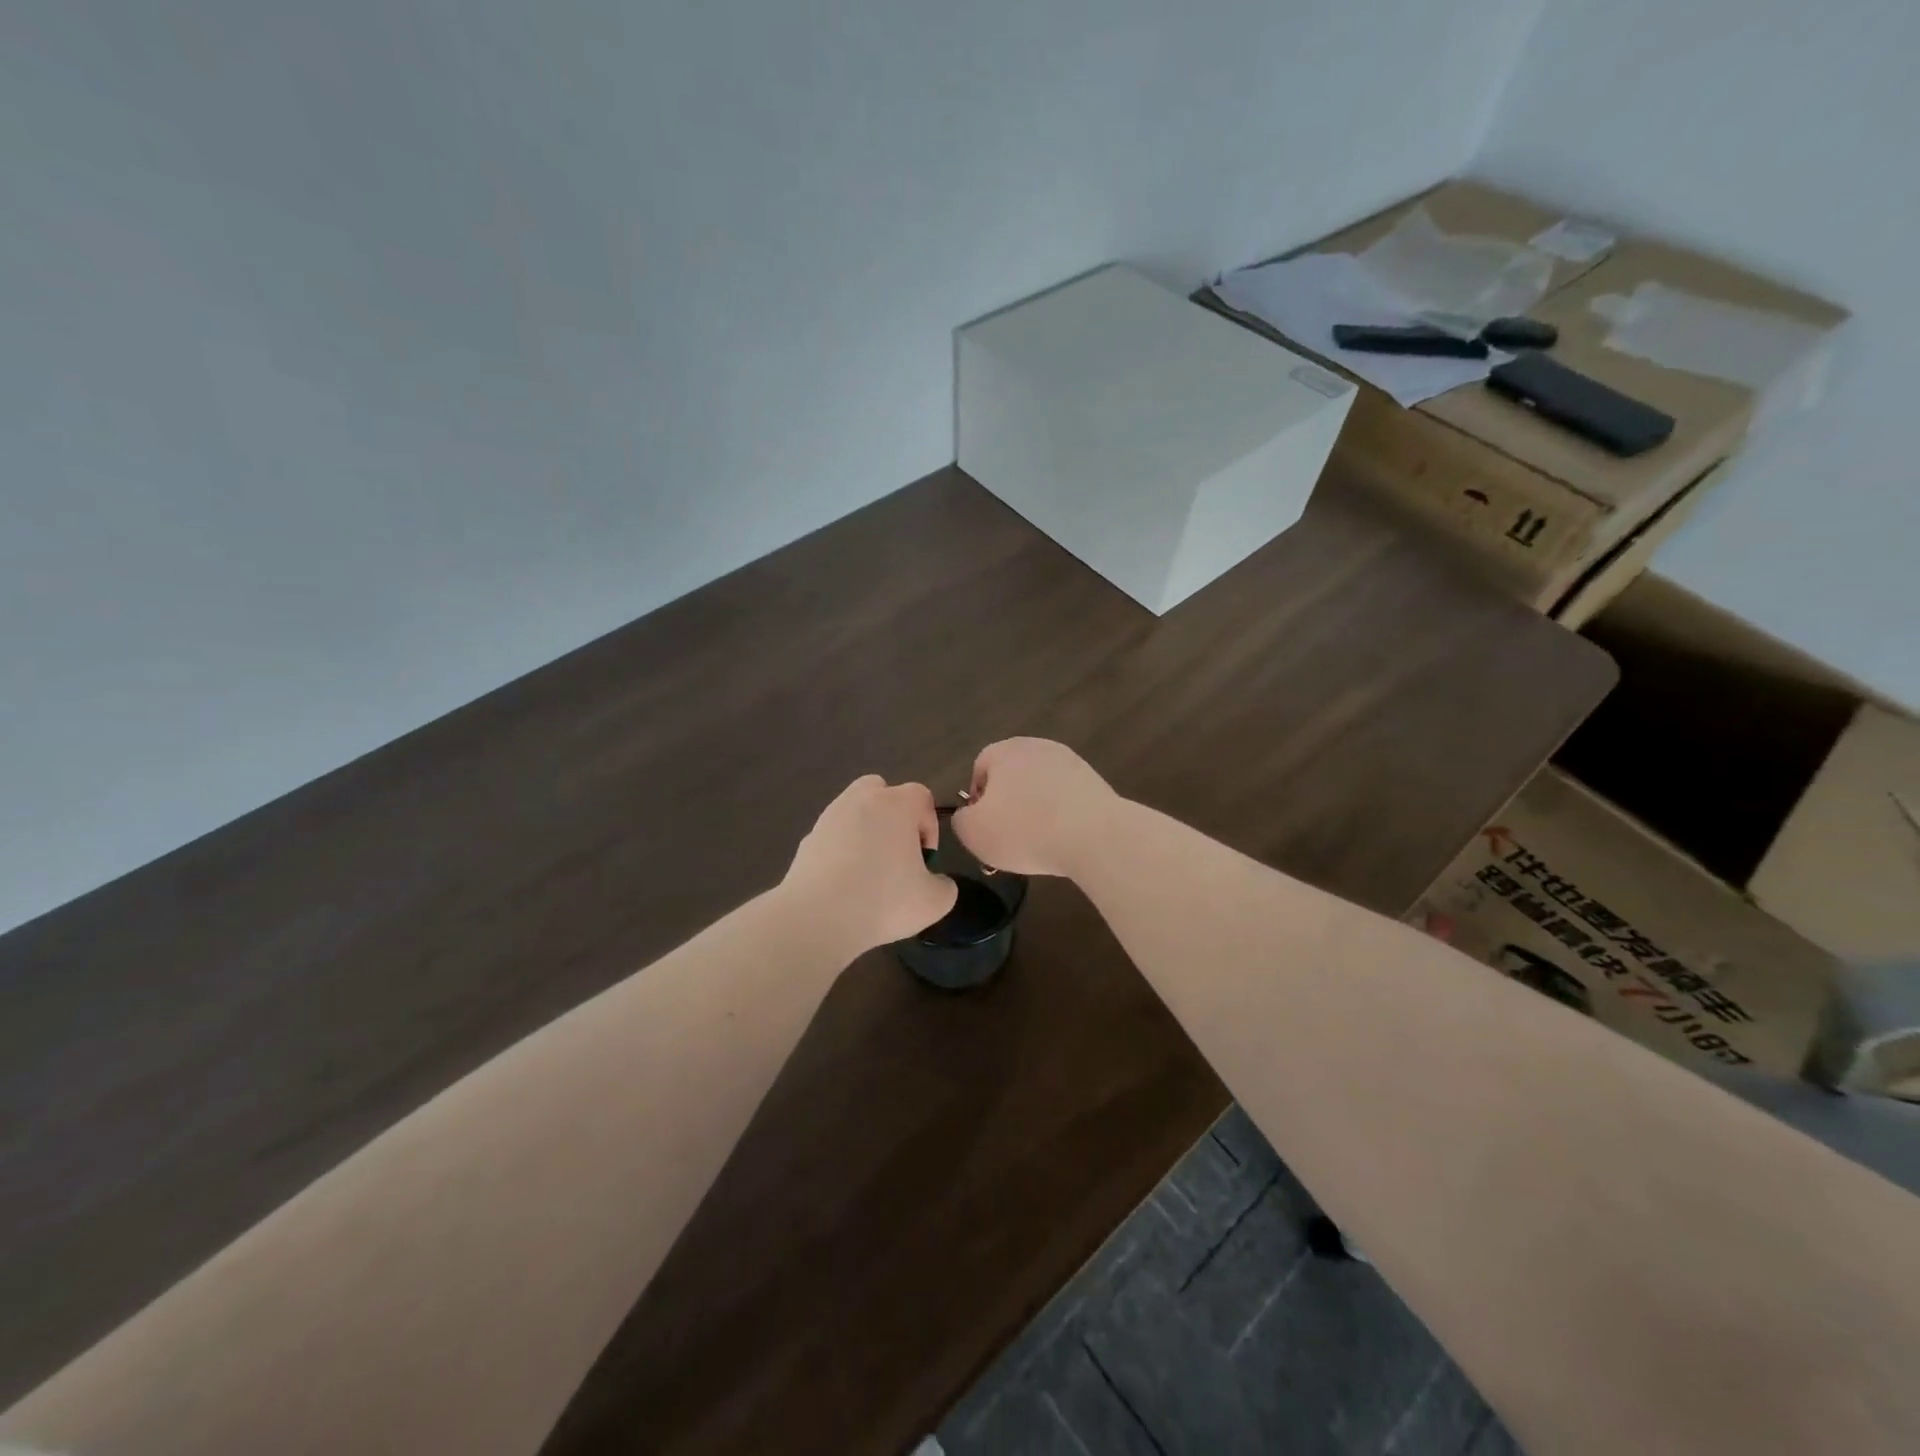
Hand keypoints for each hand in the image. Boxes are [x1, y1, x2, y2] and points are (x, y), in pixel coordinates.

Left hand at [781, 775, 958, 954]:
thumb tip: (937, 882)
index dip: (930, 825)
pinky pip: (832, 836)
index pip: (921, 796)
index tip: (926, 858)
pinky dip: (841, 851)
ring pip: (853, 811)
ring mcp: (829, 818)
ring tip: (870, 871)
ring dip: (865, 831)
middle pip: (881, 790)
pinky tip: (844, 883)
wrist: (818, 918)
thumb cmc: (884, 901)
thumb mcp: (934, 902)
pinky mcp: (806, 840)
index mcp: (896, 805)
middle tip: (898, 851)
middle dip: (894, 815)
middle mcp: (860, 800)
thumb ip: (945, 886)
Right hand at [951, 738, 1117, 877]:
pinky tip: (1063, 840)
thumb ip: (961, 820)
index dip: (976, 800)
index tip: (984, 828)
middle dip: (1008, 805)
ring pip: (1041, 788)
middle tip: (1009, 838)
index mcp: (1004, 751)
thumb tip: (969, 815)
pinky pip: (1067, 799)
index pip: (980, 768)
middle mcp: (1037, 747)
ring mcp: (1070, 762)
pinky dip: (1062, 816)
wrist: (1093, 835)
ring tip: (1039, 843)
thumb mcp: (973, 832)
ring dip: (1036, 810)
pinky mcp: (1095, 781)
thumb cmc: (1024, 830)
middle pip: (1012, 776)